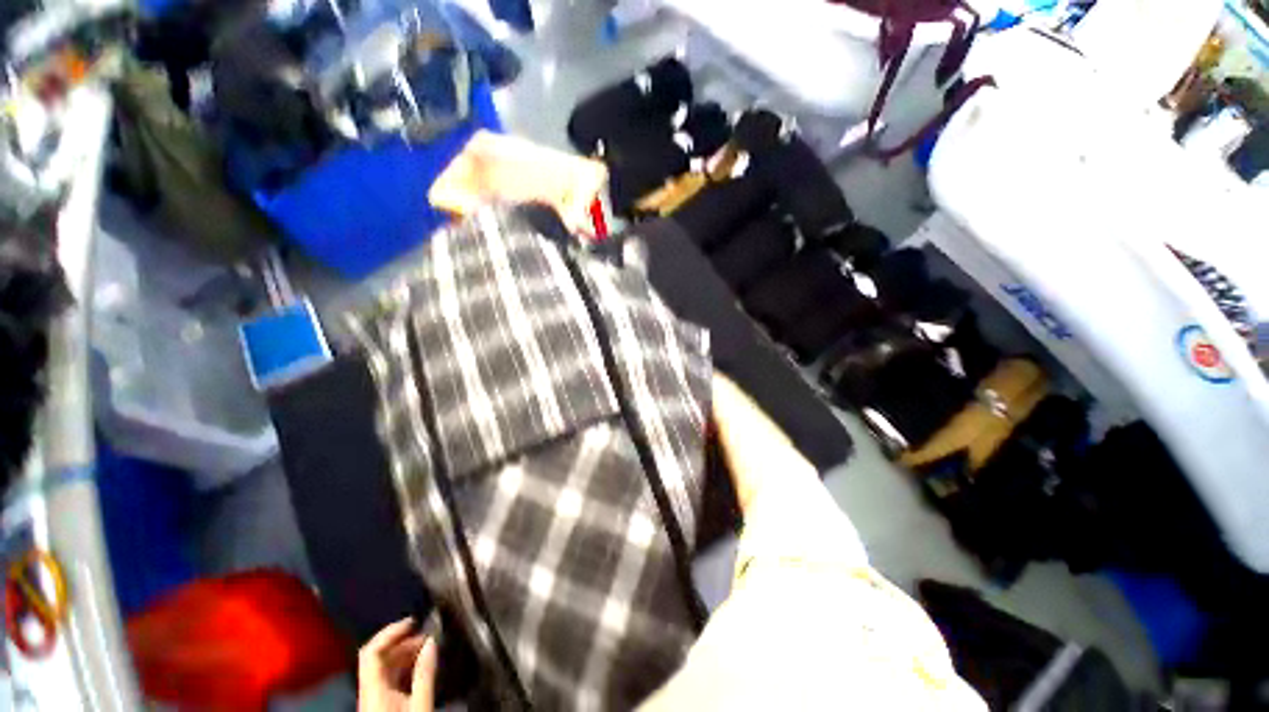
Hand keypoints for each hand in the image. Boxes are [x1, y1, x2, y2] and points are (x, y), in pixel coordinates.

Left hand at [358, 618, 437, 711]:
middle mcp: (368, 692)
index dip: (390, 631)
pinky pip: (387, 679)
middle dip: (402, 642)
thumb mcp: (421, 704)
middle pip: (378, 658)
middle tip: (425, 636)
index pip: (371, 651)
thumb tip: (431, 642)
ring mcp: (372, 700)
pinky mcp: (379, 706)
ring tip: (425, 649)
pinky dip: (403, 667)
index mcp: (373, 690)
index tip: (412, 621)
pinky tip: (418, 667)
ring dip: (404, 654)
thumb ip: (425, 674)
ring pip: (383, 668)